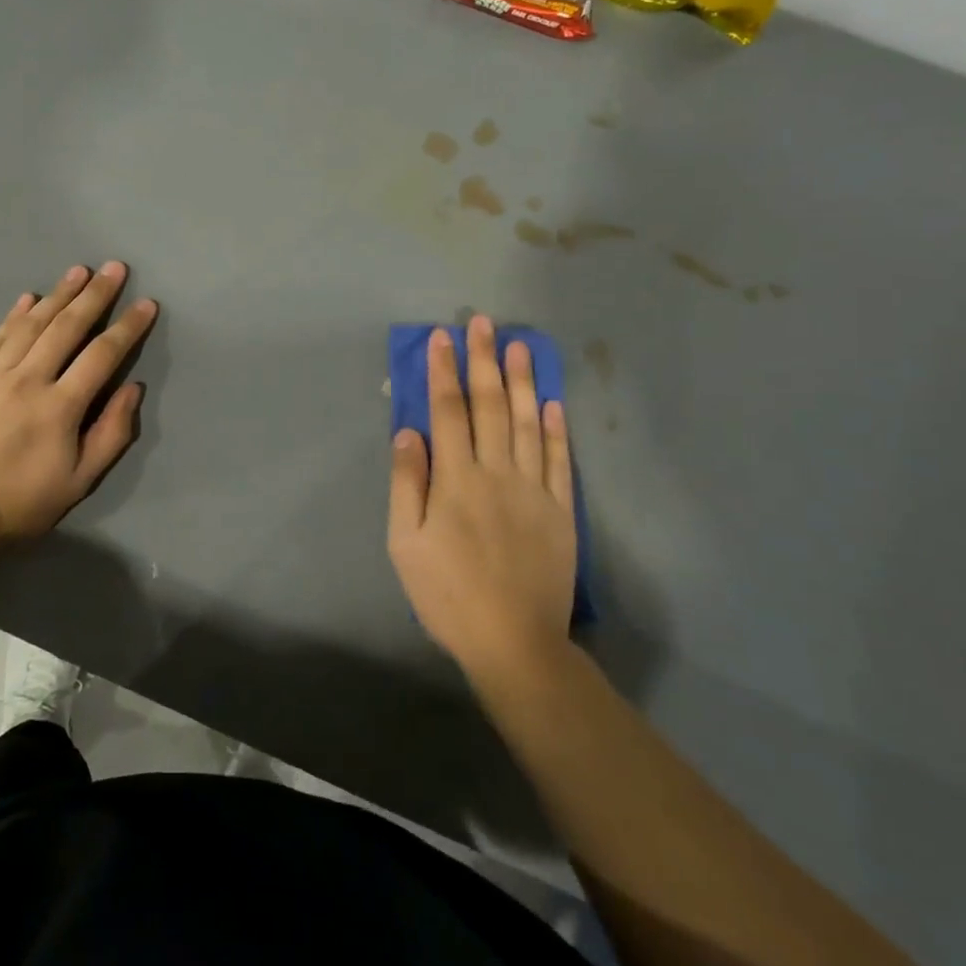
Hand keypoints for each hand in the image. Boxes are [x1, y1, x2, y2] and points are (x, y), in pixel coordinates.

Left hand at [0, 262, 157, 550]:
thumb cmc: (19, 503)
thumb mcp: (78, 482)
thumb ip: (111, 433)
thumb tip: (133, 389)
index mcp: (60, 406)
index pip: (102, 355)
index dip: (128, 327)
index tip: (147, 304)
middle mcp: (29, 380)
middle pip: (66, 327)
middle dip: (94, 295)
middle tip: (114, 267)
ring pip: (31, 324)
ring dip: (57, 294)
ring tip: (77, 271)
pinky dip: (14, 315)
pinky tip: (27, 298)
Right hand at [387, 317, 578, 683]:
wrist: (514, 643)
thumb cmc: (448, 594)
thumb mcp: (405, 545)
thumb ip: (406, 484)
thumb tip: (407, 431)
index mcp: (456, 480)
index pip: (447, 412)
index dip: (443, 372)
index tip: (441, 337)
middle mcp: (497, 473)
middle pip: (491, 406)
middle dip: (484, 361)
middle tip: (483, 323)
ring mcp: (534, 490)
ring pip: (529, 424)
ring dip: (523, 381)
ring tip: (520, 346)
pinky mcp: (561, 511)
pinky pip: (561, 460)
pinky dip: (557, 429)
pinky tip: (553, 403)